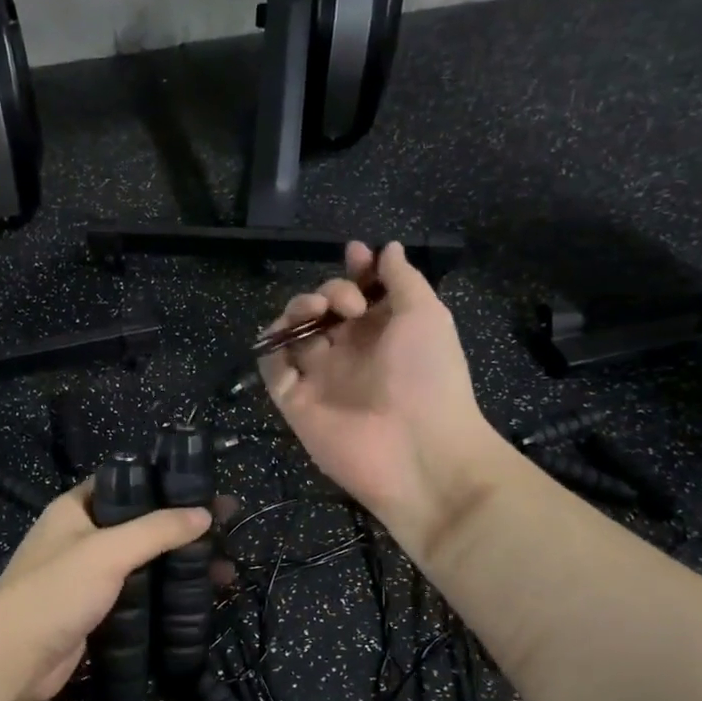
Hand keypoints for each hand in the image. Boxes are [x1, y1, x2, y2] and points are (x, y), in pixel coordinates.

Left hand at [0, 482, 210, 700]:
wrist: (10, 660)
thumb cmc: (55, 591)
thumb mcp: (107, 551)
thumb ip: (156, 530)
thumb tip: (204, 513)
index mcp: (76, 509)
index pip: (126, 483)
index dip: (165, 484)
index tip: (205, 490)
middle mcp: (81, 538)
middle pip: (140, 525)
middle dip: (182, 528)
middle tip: (227, 531)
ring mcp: (88, 577)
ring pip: (143, 563)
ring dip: (179, 564)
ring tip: (224, 569)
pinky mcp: (95, 612)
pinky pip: (138, 596)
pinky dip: (165, 595)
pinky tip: (198, 600)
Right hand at [260, 241, 507, 551]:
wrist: (419, 451)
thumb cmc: (429, 376)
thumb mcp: (426, 315)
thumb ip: (403, 280)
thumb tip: (387, 248)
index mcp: (384, 333)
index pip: (360, 294)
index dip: (355, 273)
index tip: (355, 255)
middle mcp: (350, 352)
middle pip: (323, 309)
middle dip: (329, 290)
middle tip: (347, 304)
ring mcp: (320, 377)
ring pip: (293, 332)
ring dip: (298, 310)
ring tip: (317, 313)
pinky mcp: (295, 401)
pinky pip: (272, 368)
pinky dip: (271, 348)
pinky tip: (285, 336)